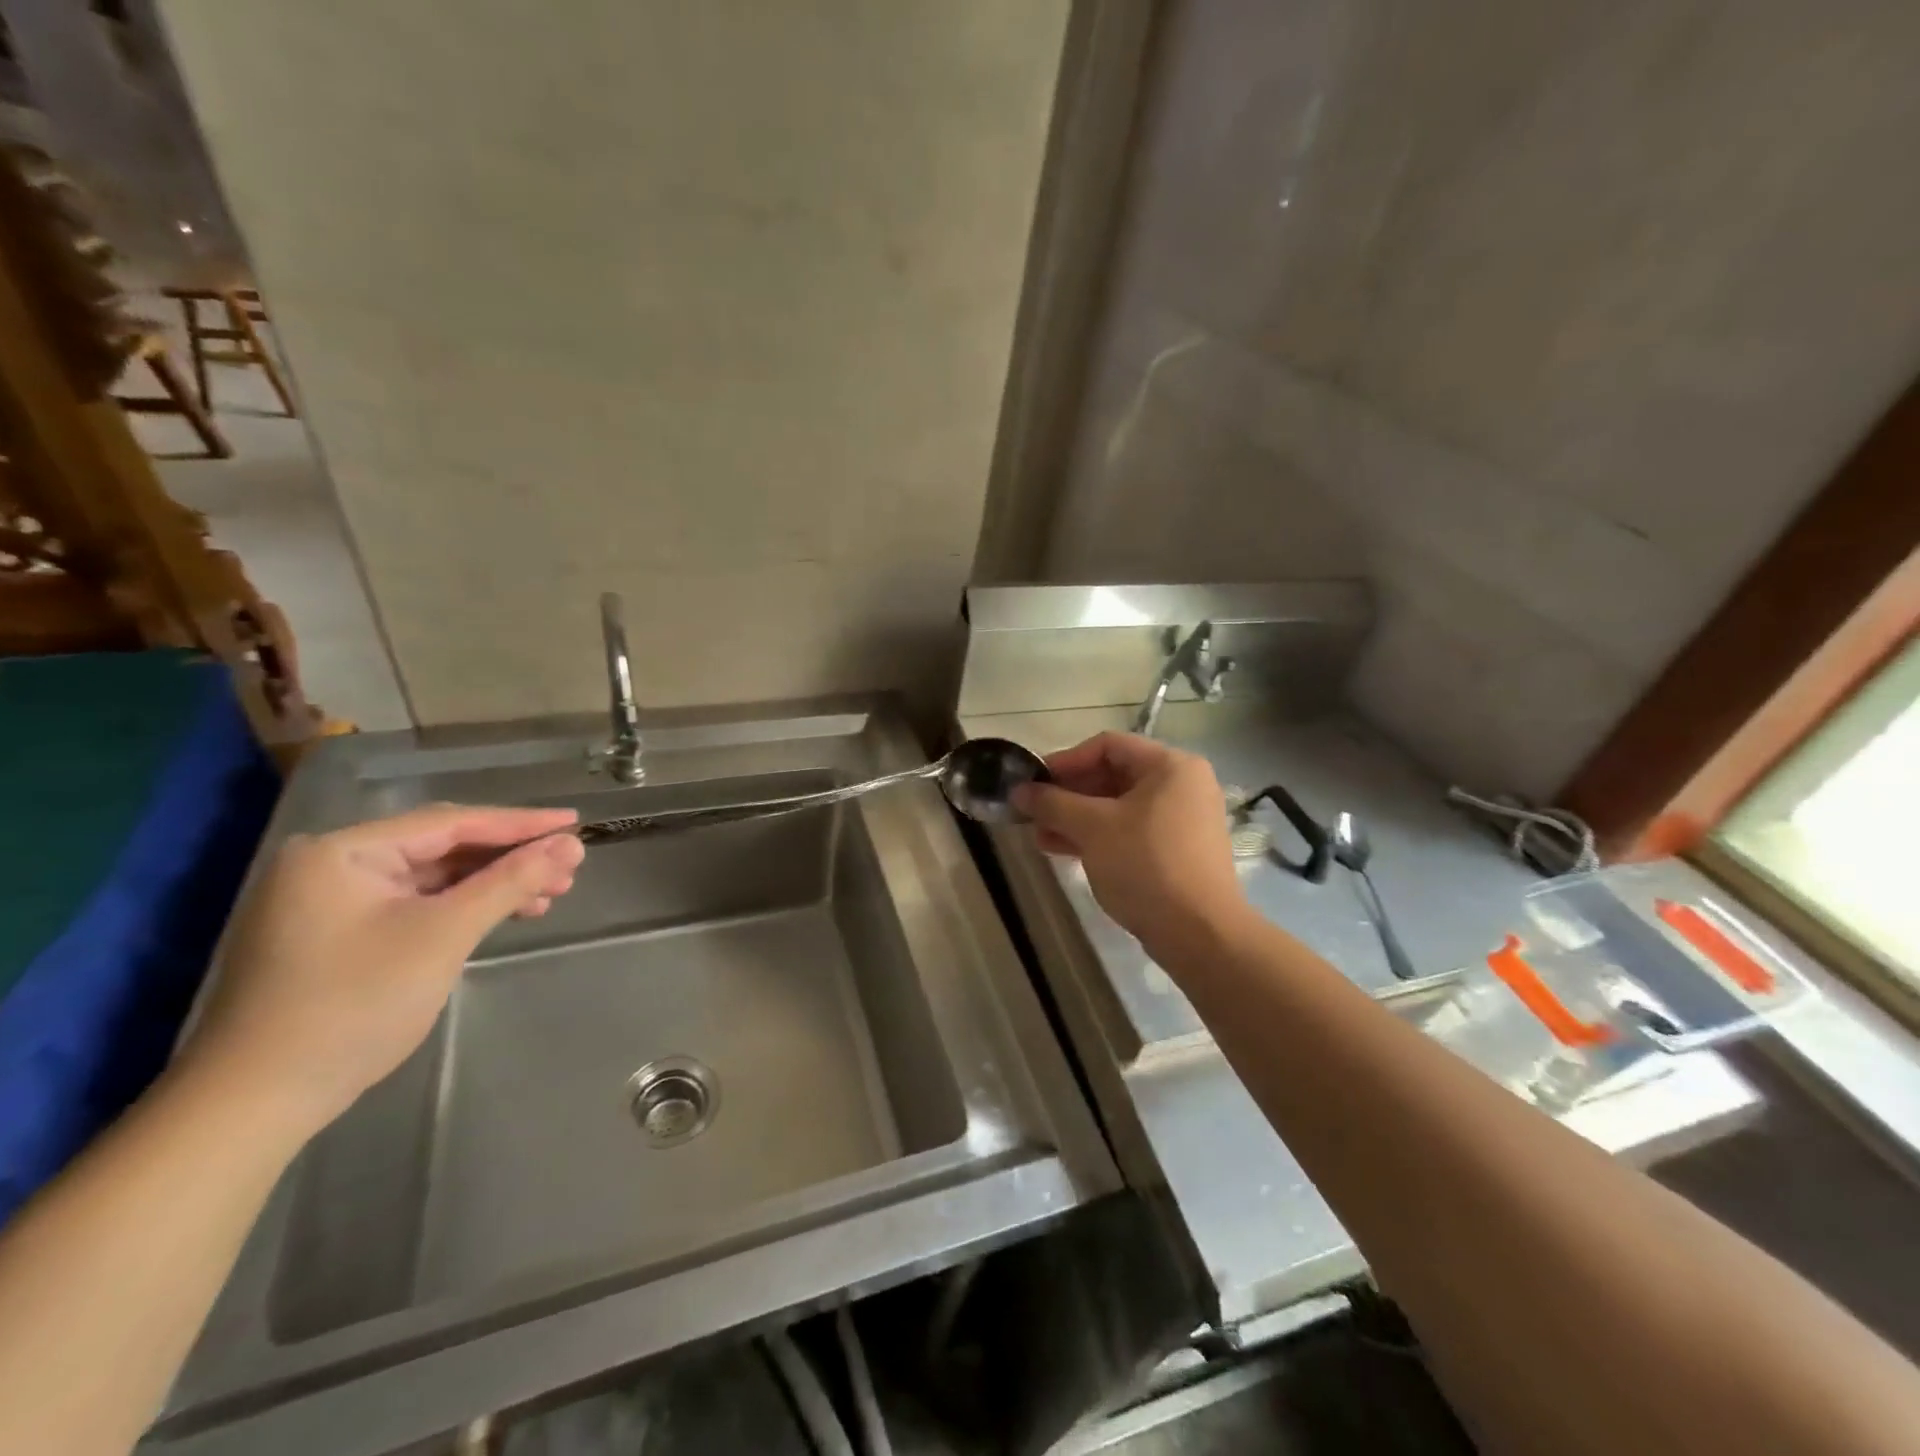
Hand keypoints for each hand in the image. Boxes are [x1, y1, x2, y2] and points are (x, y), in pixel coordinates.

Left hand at [181, 804, 585, 1135]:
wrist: (257, 1102)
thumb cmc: (354, 1004)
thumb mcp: (444, 934)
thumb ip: (510, 881)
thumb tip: (572, 845)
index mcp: (343, 850)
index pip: (450, 822)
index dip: (521, 823)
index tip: (576, 822)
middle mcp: (333, 864)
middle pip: (443, 847)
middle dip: (510, 857)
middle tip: (569, 867)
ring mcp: (332, 901)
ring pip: (434, 877)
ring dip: (493, 884)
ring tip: (549, 894)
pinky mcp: (339, 934)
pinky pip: (416, 904)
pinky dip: (463, 907)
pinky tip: (503, 915)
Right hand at [1014, 732, 1246, 954]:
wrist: (1199, 934)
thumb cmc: (1146, 865)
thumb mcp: (1093, 828)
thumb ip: (1053, 803)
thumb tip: (1019, 791)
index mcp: (1170, 766)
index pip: (1108, 746)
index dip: (1065, 760)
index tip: (1033, 782)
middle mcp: (1181, 785)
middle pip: (1113, 775)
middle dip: (1068, 794)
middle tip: (1033, 811)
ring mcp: (1181, 820)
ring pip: (1118, 807)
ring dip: (1076, 818)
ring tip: (1039, 835)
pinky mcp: (1176, 851)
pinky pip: (1130, 831)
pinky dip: (1097, 836)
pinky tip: (1063, 850)